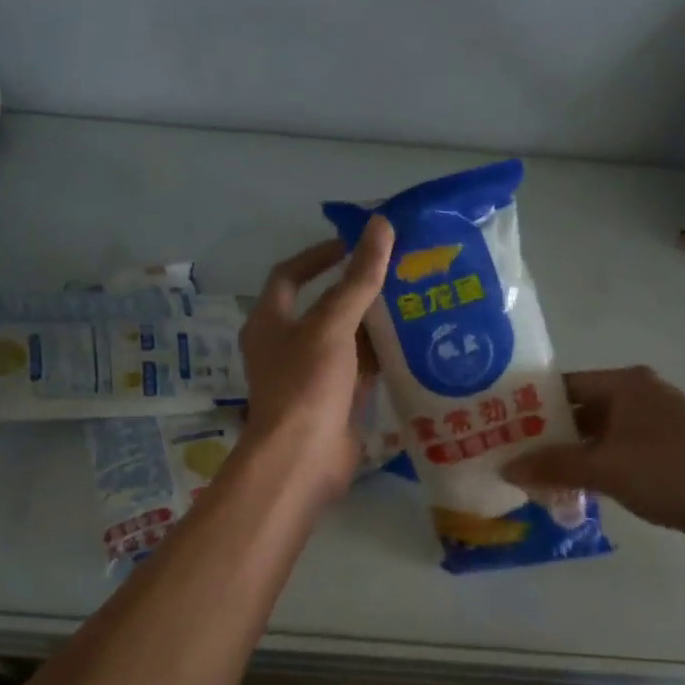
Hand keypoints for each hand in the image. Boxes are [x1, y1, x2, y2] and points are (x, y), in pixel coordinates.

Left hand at [238, 217, 393, 504]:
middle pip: (324, 308)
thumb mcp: (331, 325)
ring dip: (374, 324)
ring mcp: (312, 376)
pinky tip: (414, 343)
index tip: (354, 244)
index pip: (290, 275)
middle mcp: (287, 346)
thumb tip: (380, 225)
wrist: (303, 459)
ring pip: (346, 340)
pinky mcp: (336, 401)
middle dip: (358, 290)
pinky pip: (361, 370)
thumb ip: (357, 279)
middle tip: (398, 271)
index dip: (319, 255)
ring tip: (414, 300)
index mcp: (270, 322)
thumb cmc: (306, 384)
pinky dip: (382, 356)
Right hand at [503, 365, 684, 554]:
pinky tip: (574, 486)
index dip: (532, 405)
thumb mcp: (602, 467)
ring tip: (536, 474)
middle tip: (513, 454)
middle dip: (549, 434)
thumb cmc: (665, 472)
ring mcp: (657, 422)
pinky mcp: (666, 448)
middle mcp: (642, 394)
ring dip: (571, 453)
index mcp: (627, 384)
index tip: (502, 425)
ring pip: (599, 433)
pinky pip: (617, 449)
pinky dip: (595, 464)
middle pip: (581, 409)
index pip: (566, 386)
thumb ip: (551, 465)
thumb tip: (505, 468)